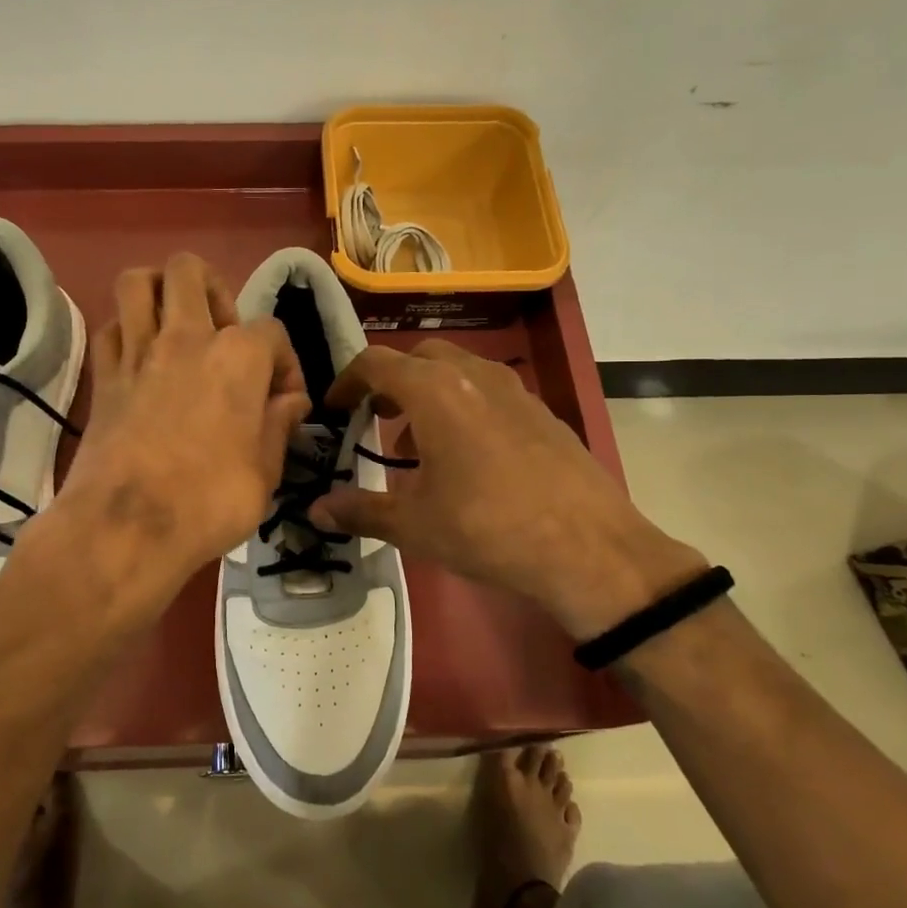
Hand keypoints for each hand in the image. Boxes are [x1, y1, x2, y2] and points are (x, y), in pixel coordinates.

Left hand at [34, 254, 309, 619]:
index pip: (273, 331)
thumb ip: (279, 425)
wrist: (126, 528)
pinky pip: (109, 328)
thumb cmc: (209, 502)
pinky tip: (139, 358)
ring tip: (175, 323)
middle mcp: (187, 337)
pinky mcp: (103, 376)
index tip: (283, 402)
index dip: (285, 364)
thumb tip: (290, 400)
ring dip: (159, 290)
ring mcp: (138, 352)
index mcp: (238, 356)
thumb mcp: (266, 472)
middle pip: (191, 271)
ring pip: (138, 282)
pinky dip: (125, 332)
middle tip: (222, 335)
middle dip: (214, 291)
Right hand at [311, 341, 705, 641]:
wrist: (590, 550)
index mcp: (434, 391)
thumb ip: (360, 510)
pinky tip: (469, 457)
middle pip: (419, 357)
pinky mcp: (544, 412)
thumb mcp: (414, 524)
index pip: (376, 363)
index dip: (346, 381)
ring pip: (459, 370)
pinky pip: (490, 392)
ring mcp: (516, 390)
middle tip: (376, 417)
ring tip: (418, 442)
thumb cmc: (487, 529)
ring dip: (429, 392)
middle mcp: (474, 375)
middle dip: (390, 380)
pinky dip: (465, 406)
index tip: (335, 409)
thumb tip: (316, 509)